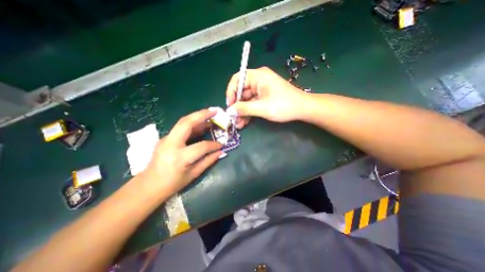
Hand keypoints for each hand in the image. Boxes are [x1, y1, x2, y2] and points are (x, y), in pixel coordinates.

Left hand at [142, 109, 222, 195]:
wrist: (148, 185)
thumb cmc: (172, 184)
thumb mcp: (193, 174)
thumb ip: (208, 161)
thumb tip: (220, 151)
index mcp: (179, 157)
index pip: (201, 146)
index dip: (213, 145)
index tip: (221, 145)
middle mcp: (171, 144)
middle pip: (187, 123)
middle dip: (202, 115)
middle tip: (215, 112)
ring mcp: (166, 139)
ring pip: (183, 122)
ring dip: (198, 117)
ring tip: (210, 116)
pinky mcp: (165, 138)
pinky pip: (181, 127)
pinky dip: (193, 124)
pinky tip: (201, 125)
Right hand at [225, 66, 306, 128]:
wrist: (302, 109)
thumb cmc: (284, 105)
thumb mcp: (262, 108)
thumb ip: (244, 109)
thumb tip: (229, 111)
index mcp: (258, 76)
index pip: (237, 79)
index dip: (231, 92)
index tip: (230, 106)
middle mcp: (258, 80)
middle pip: (241, 91)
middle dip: (237, 106)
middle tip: (233, 119)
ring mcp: (261, 89)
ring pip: (246, 99)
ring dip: (242, 112)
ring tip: (238, 124)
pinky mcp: (264, 96)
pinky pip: (253, 103)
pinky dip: (249, 112)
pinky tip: (244, 122)